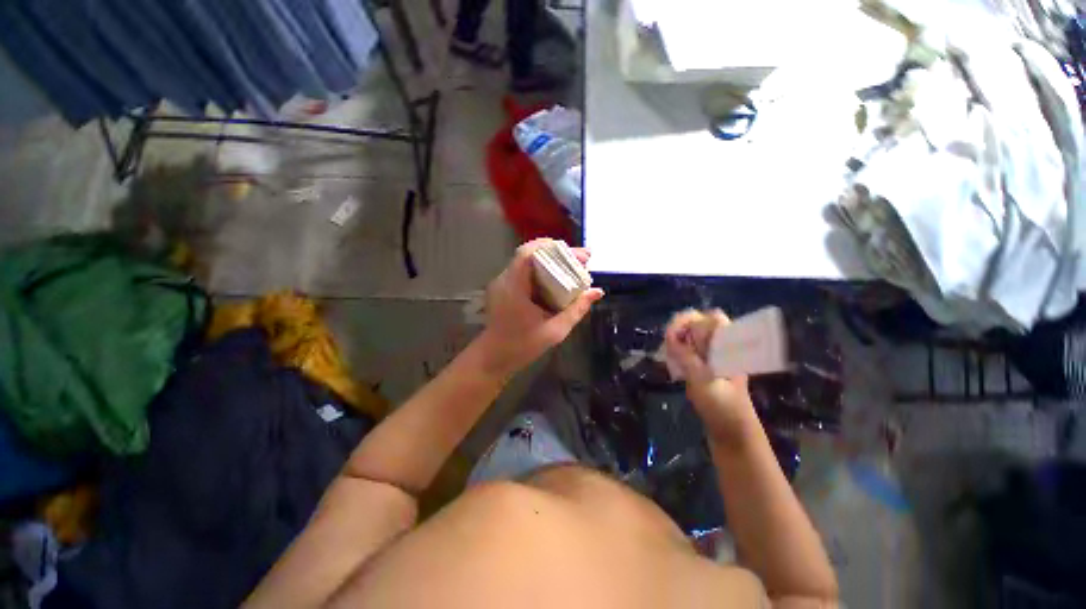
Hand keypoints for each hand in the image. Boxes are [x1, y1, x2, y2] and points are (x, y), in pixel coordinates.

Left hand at [477, 239, 603, 376]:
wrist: (494, 358)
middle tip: (581, 260)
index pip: (528, 253)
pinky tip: (558, 279)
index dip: (552, 247)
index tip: (576, 255)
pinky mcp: (504, 288)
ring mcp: (502, 283)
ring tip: (573, 267)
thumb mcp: (555, 331)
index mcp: (514, 287)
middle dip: (557, 253)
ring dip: (551, 261)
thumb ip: (576, 309)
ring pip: (528, 261)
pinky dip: (543, 271)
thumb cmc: (522, 346)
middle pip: (530, 253)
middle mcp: (505, 279)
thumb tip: (597, 292)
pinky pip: (525, 271)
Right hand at [664, 309, 756, 441]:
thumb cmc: (723, 408)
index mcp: (729, 347)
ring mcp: (712, 355)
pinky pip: (686, 348)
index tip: (675, 337)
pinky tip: (672, 362)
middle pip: (699, 322)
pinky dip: (676, 350)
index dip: (691, 322)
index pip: (712, 319)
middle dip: (680, 329)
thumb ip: (687, 358)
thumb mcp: (703, 383)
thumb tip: (671, 338)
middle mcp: (721, 346)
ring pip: (690, 334)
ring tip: (669, 355)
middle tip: (668, 343)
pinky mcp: (703, 364)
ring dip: (676, 340)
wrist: (732, 433)